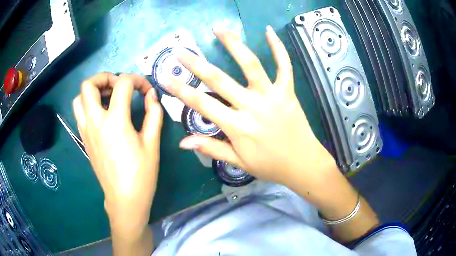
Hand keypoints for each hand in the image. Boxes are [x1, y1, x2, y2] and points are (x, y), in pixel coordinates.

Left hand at [72, 73, 162, 229]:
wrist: (124, 199)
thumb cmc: (141, 174)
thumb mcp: (152, 144)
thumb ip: (153, 114)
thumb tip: (151, 95)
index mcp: (115, 121)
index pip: (122, 84)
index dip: (137, 80)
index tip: (146, 90)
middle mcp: (95, 122)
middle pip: (89, 85)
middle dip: (105, 77)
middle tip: (118, 86)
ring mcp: (86, 130)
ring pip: (79, 98)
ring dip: (92, 91)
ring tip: (107, 97)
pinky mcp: (84, 139)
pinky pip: (80, 113)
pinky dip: (88, 104)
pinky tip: (102, 114)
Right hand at [165, 26, 336, 186]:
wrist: (303, 164)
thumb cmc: (270, 166)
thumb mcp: (238, 163)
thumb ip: (211, 148)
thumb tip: (182, 142)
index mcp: (238, 126)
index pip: (202, 104)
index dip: (181, 90)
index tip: (165, 77)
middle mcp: (252, 106)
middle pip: (219, 79)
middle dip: (196, 64)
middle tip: (180, 51)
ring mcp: (272, 96)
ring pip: (250, 64)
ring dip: (233, 44)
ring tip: (218, 29)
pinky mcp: (288, 91)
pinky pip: (284, 66)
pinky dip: (278, 48)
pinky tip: (269, 31)